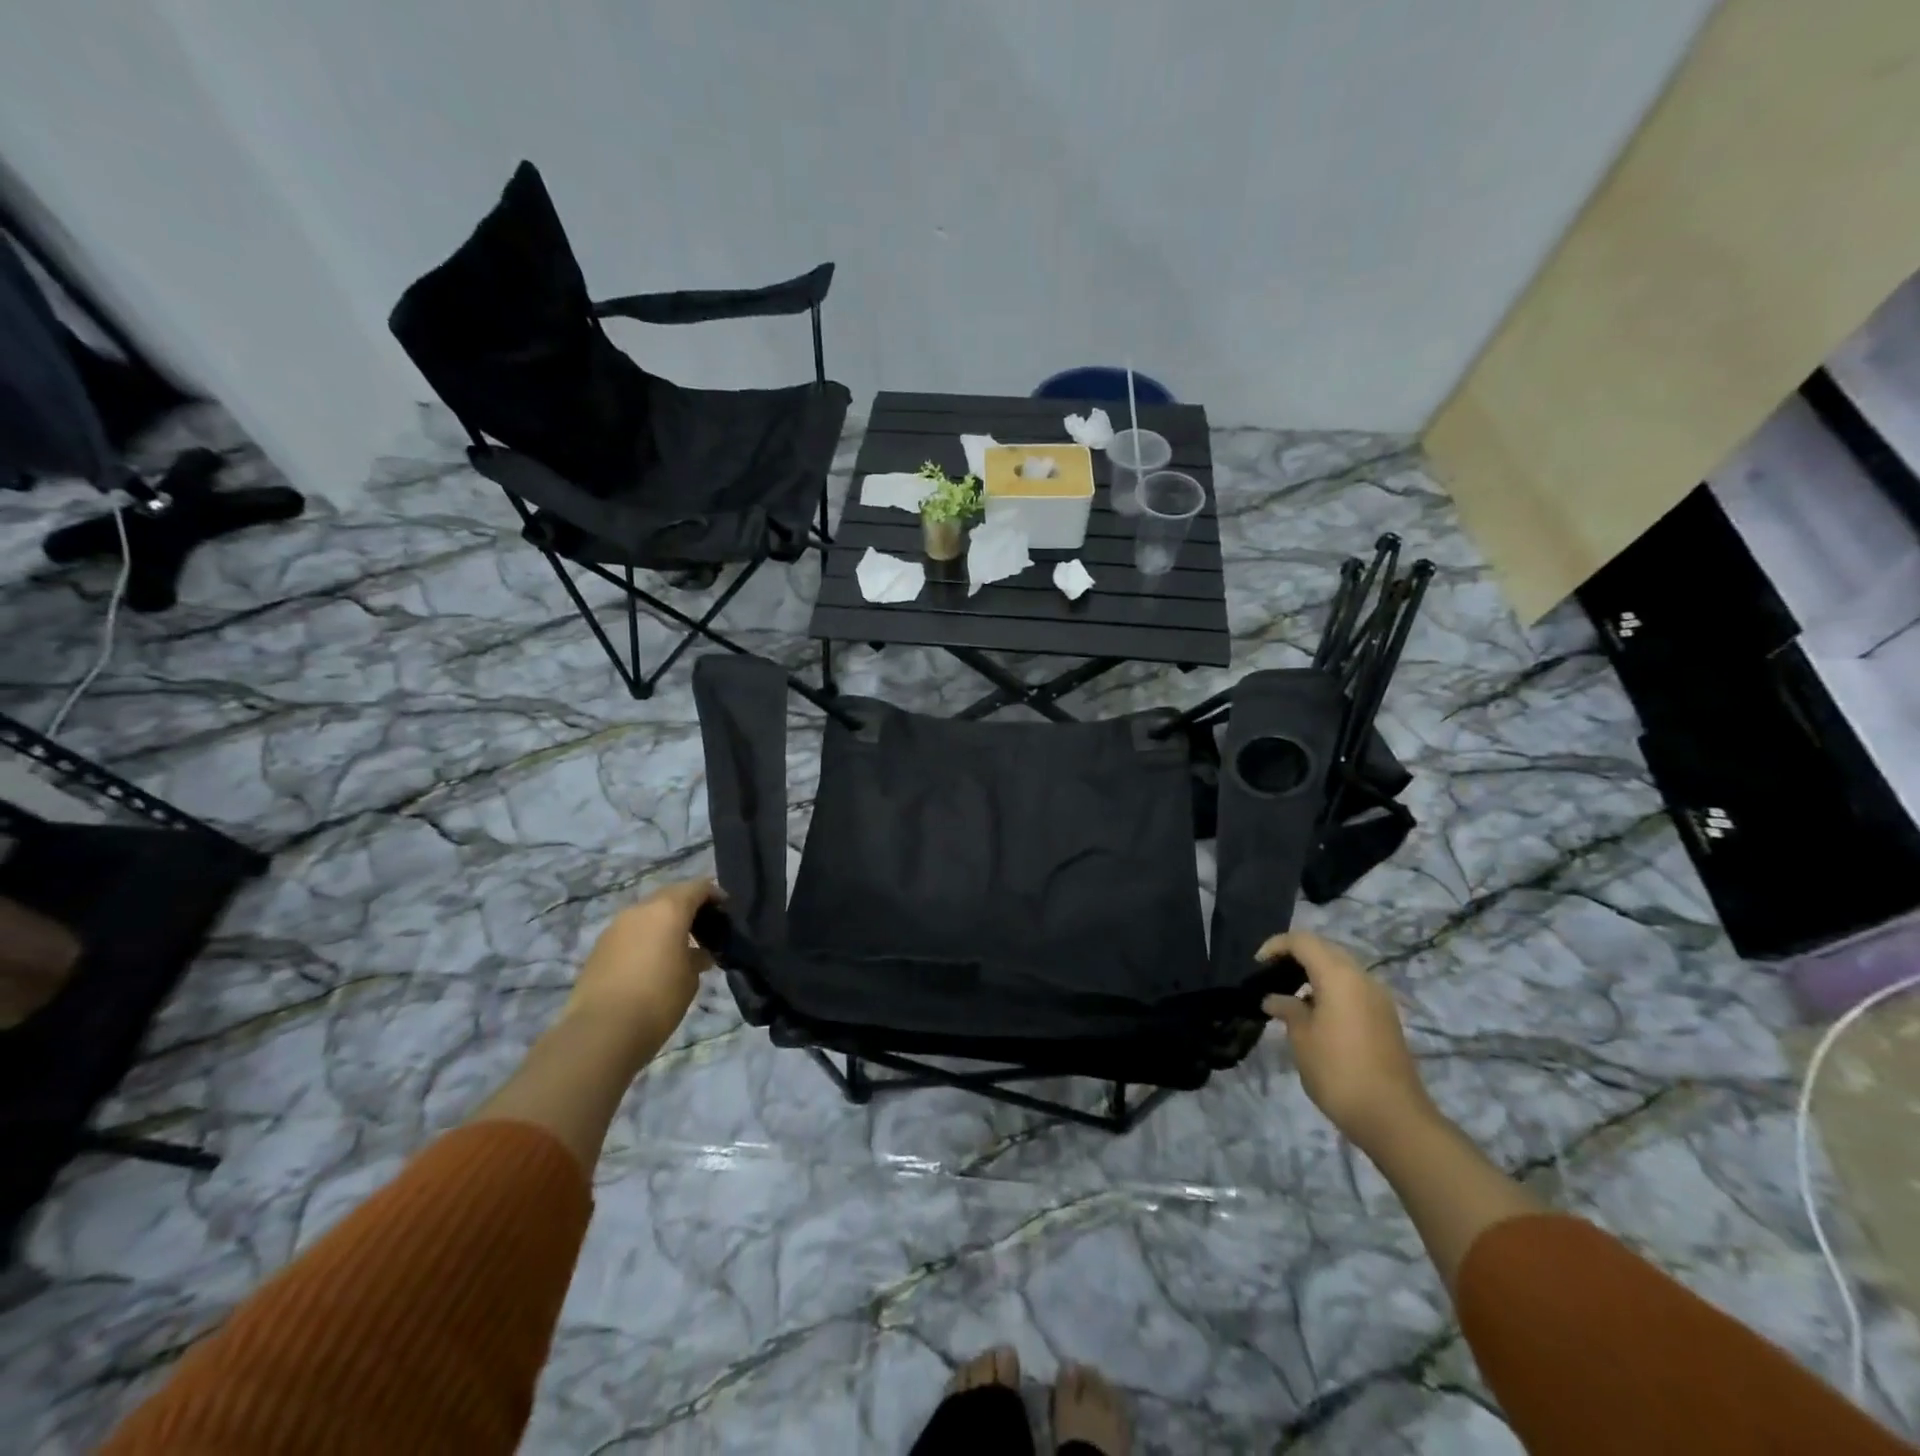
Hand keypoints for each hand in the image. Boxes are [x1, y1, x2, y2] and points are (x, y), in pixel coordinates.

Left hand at [565, 879, 717, 1055]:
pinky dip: (646, 937)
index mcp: (668, 909)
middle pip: (670, 895)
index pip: (698, 888)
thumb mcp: (690, 978)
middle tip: (704, 926)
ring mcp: (616, 927)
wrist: (601, 1031)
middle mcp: (640, 910)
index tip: (726, 910)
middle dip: (688, 906)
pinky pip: (631, 932)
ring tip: (679, 946)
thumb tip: (698, 953)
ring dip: (664, 922)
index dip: (714, 895)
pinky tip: (653, 960)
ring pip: (648, 914)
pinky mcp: (599, 947)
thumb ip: (697, 957)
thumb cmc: (659, 998)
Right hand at [1260, 929, 1435, 1151]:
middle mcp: (1362, 978)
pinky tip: (1315, 1013)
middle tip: (1271, 974)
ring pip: (1341, 968)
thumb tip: (1274, 999)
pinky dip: (1330, 989)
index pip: (1303, 941)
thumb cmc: (1338, 1071)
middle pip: (1325, 949)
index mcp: (1339, 976)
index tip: (1257, 965)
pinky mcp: (1385, 1018)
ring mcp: (1378, 998)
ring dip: (1314, 972)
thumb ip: (1287, 1009)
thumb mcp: (1301, 1038)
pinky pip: (1353, 988)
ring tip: (1290, 994)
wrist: (1393, 1117)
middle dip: (1296, 955)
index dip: (1276, 946)